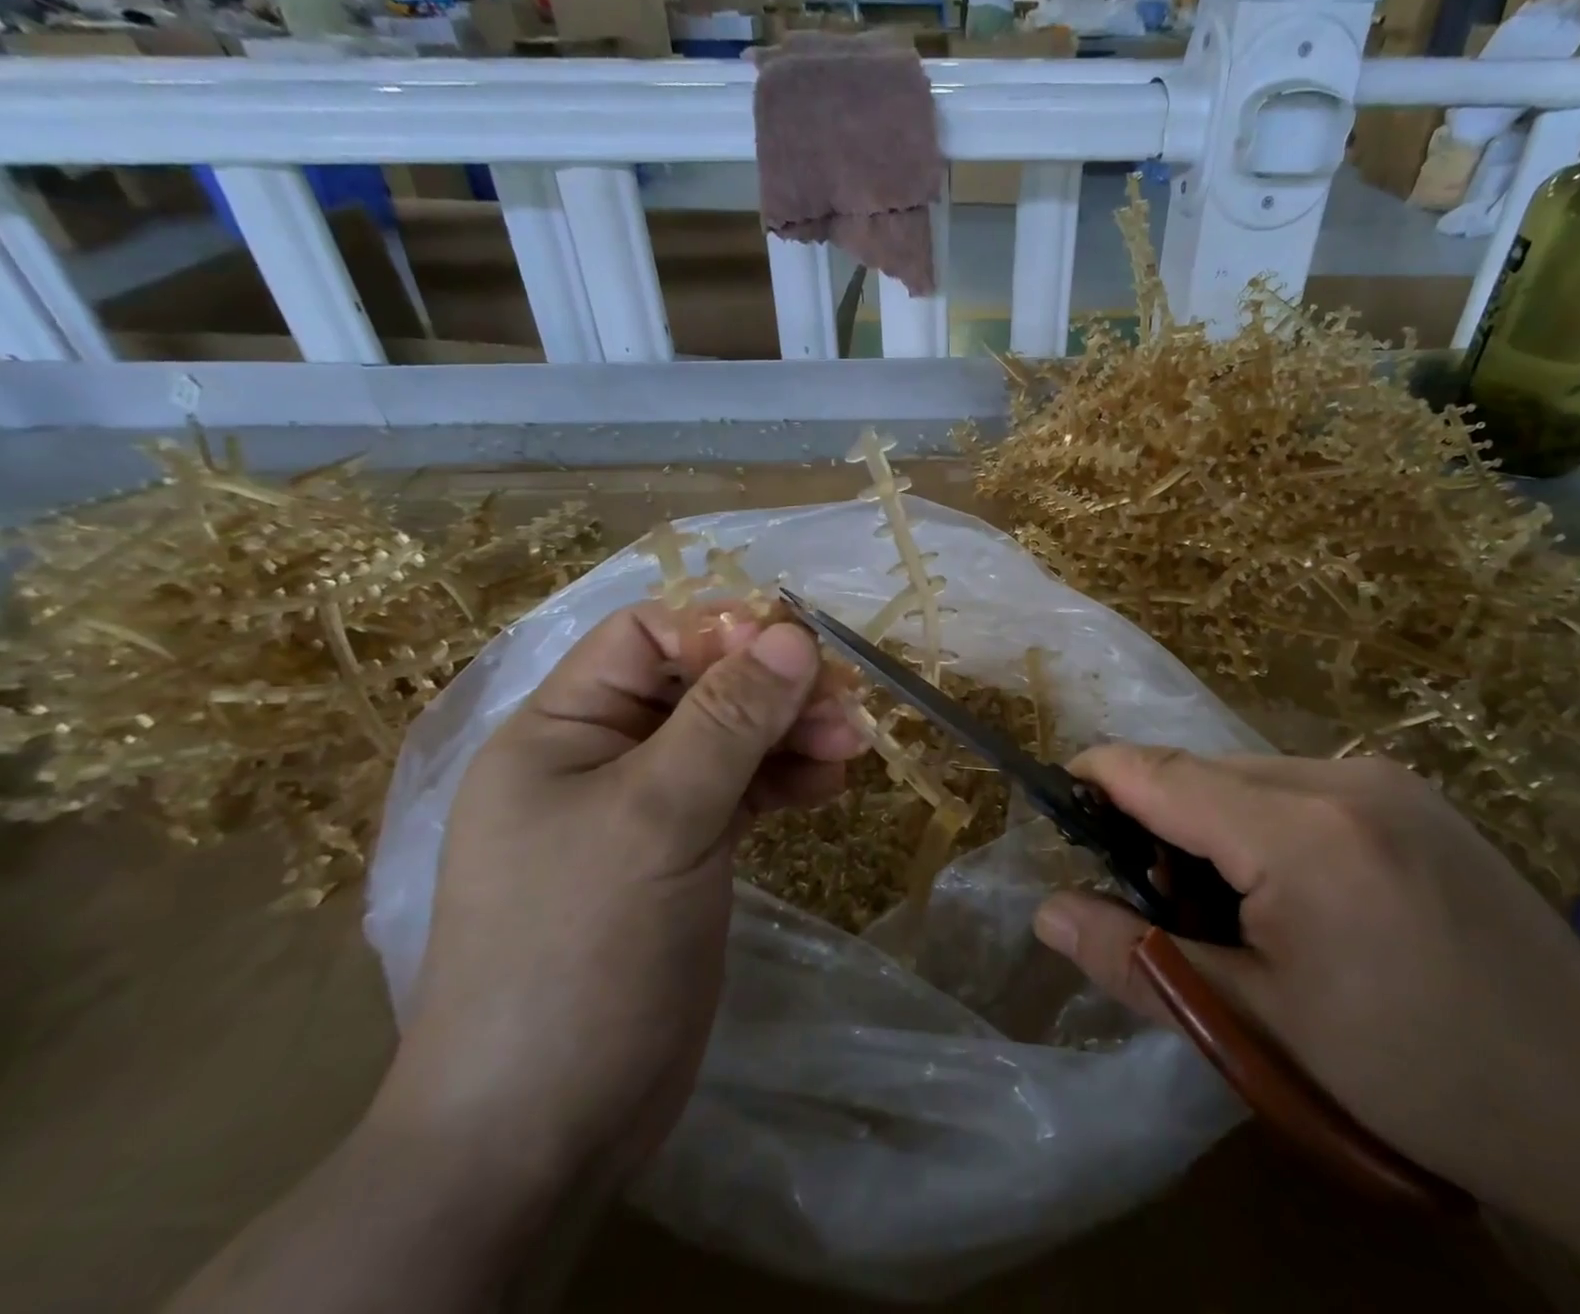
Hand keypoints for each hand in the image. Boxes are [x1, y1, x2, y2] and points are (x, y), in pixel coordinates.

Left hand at [374, 602, 864, 1189]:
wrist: (546, 1131)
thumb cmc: (581, 952)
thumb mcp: (657, 817)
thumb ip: (728, 719)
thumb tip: (794, 634)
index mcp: (562, 729)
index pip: (646, 638)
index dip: (720, 632)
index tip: (796, 653)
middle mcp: (601, 756)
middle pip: (700, 685)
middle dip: (773, 689)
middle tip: (846, 707)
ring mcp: (645, 807)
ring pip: (730, 737)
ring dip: (790, 732)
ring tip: (848, 747)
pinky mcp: (684, 850)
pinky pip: (742, 788)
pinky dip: (784, 778)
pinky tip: (827, 784)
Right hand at [1031, 747, 1579, 1218]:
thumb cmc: (1414, 1076)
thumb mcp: (1257, 1027)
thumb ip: (1138, 960)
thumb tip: (1047, 912)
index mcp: (1300, 832)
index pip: (1162, 774)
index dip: (1099, 776)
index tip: (1058, 794)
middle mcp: (1342, 777)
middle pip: (1204, 772)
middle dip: (1156, 816)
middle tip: (1149, 896)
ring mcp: (1386, 779)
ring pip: (1250, 777)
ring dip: (1211, 821)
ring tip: (1224, 906)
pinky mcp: (1413, 795)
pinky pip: (1300, 786)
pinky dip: (1262, 822)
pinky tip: (1289, 892)